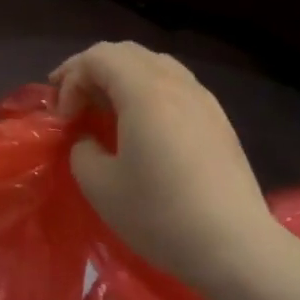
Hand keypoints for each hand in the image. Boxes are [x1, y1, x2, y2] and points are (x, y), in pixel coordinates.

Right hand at [52, 43, 277, 287]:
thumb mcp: (99, 186)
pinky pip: (174, 84)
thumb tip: (89, 140)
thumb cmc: (160, 215)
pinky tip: (140, 124)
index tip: (63, 119)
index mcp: (145, 91)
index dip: (70, 79)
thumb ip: (82, 149)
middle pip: (125, 52)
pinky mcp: (218, 119)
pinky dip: (146, 91)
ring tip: (104, 109)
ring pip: (153, 64)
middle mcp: (176, 83)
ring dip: (121, 78)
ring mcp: (203, 98)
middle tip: (71, 101)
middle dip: (91, 71)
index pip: (98, 57)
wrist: (235, 247)